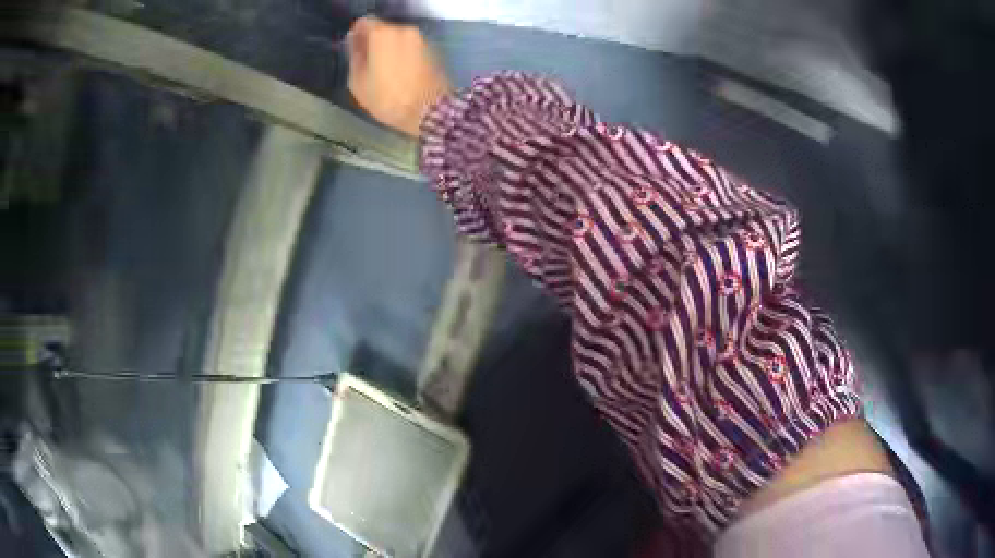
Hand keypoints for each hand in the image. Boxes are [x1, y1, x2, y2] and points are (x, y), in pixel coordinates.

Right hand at [347, 17, 451, 136]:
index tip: (354, 48)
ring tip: (385, 69)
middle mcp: (404, 29)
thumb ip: (356, 57)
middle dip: (374, 41)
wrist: (430, 110)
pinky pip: (412, 46)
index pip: (364, 22)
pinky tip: (401, 72)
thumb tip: (357, 44)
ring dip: (391, 48)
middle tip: (369, 61)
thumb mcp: (358, 81)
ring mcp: (421, 38)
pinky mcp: (434, 49)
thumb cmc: (388, 97)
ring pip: (399, 37)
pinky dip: (404, 53)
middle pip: (383, 29)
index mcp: (382, 33)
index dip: (357, 34)